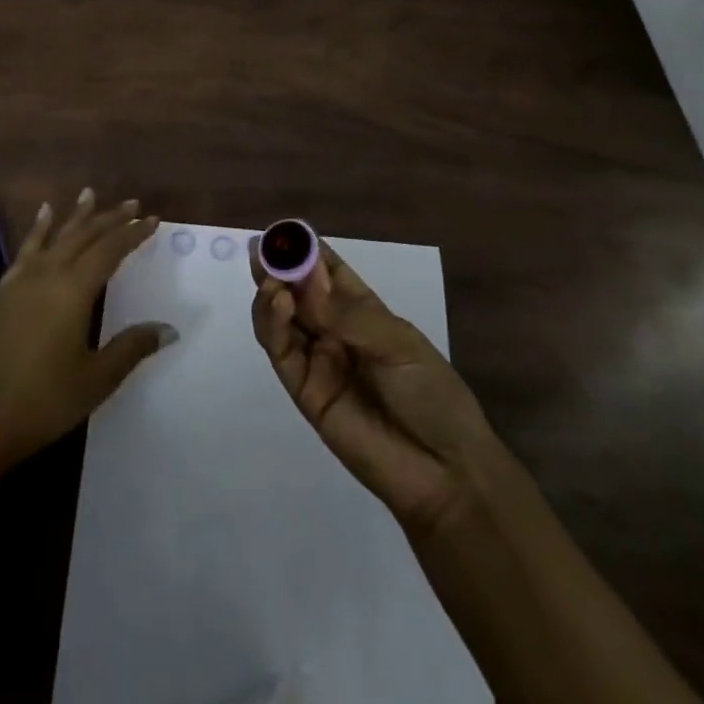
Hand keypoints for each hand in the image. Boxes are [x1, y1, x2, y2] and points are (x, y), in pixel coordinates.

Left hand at [0, 189, 174, 474]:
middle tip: (132, 204)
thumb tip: (168, 328)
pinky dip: (38, 230)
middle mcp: (48, 275)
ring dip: (76, 216)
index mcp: (73, 291)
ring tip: (89, 193)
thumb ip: (131, 347)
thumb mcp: (96, 380)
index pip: (110, 250)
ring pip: (55, 237)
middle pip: (84, 236)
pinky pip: (26, 250)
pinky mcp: (3, 293)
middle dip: (110, 218)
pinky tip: (43, 216)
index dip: (132, 234)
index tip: (152, 220)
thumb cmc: (43, 402)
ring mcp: (21, 281)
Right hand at [250, 239, 495, 530]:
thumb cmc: (431, 393)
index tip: (284, 232)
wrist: (443, 471)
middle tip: (261, 249)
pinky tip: (277, 302)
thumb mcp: (397, 343)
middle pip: (298, 292)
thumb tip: (304, 279)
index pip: (328, 272)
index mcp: (363, 311)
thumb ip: (347, 313)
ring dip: (272, 293)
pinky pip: (281, 353)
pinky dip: (272, 325)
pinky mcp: (304, 391)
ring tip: (271, 279)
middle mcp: (335, 330)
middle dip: (279, 268)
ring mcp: (318, 360)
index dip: (307, 251)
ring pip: (282, 319)